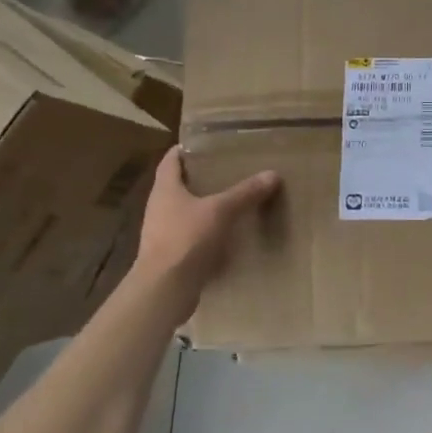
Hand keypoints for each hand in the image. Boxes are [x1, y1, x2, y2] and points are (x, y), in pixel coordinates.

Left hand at [133, 147, 279, 315]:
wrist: (165, 289)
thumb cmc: (187, 239)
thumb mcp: (221, 211)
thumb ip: (245, 193)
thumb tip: (272, 174)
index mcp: (165, 189)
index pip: (171, 159)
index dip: (186, 149)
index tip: (207, 143)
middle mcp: (159, 207)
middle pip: (178, 185)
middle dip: (201, 178)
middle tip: (228, 170)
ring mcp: (163, 233)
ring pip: (185, 212)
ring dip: (204, 207)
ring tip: (232, 201)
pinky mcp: (171, 256)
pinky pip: (191, 237)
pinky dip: (207, 233)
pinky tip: (228, 235)